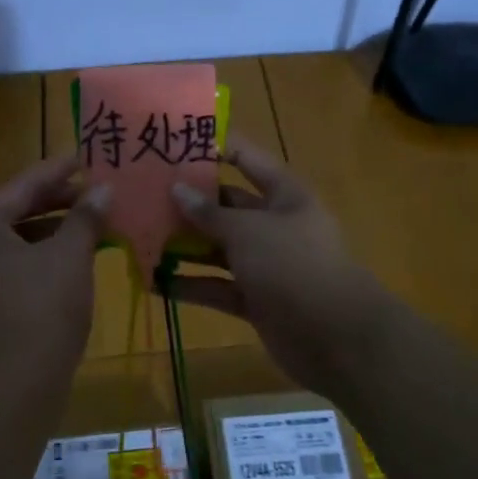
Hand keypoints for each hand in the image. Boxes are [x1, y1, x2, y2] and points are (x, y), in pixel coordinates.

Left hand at [0, 152, 110, 394]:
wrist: (11, 386)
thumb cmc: (41, 309)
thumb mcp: (70, 256)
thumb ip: (85, 217)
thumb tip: (103, 189)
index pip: (25, 184)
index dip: (59, 170)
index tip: (86, 158)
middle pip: (16, 209)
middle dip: (57, 200)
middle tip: (94, 190)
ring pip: (16, 240)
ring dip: (53, 229)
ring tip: (91, 222)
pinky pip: (14, 265)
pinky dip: (42, 256)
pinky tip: (73, 258)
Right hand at [166, 136, 395, 399]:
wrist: (335, 337)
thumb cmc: (292, 265)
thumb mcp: (248, 231)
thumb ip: (209, 213)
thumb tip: (177, 190)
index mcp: (284, 195)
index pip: (246, 159)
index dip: (215, 147)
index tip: (174, 142)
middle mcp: (275, 225)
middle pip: (227, 206)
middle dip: (189, 202)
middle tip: (143, 195)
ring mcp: (266, 265)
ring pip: (219, 249)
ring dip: (185, 246)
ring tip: (141, 237)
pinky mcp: (256, 300)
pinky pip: (218, 287)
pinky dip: (191, 286)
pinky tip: (155, 284)